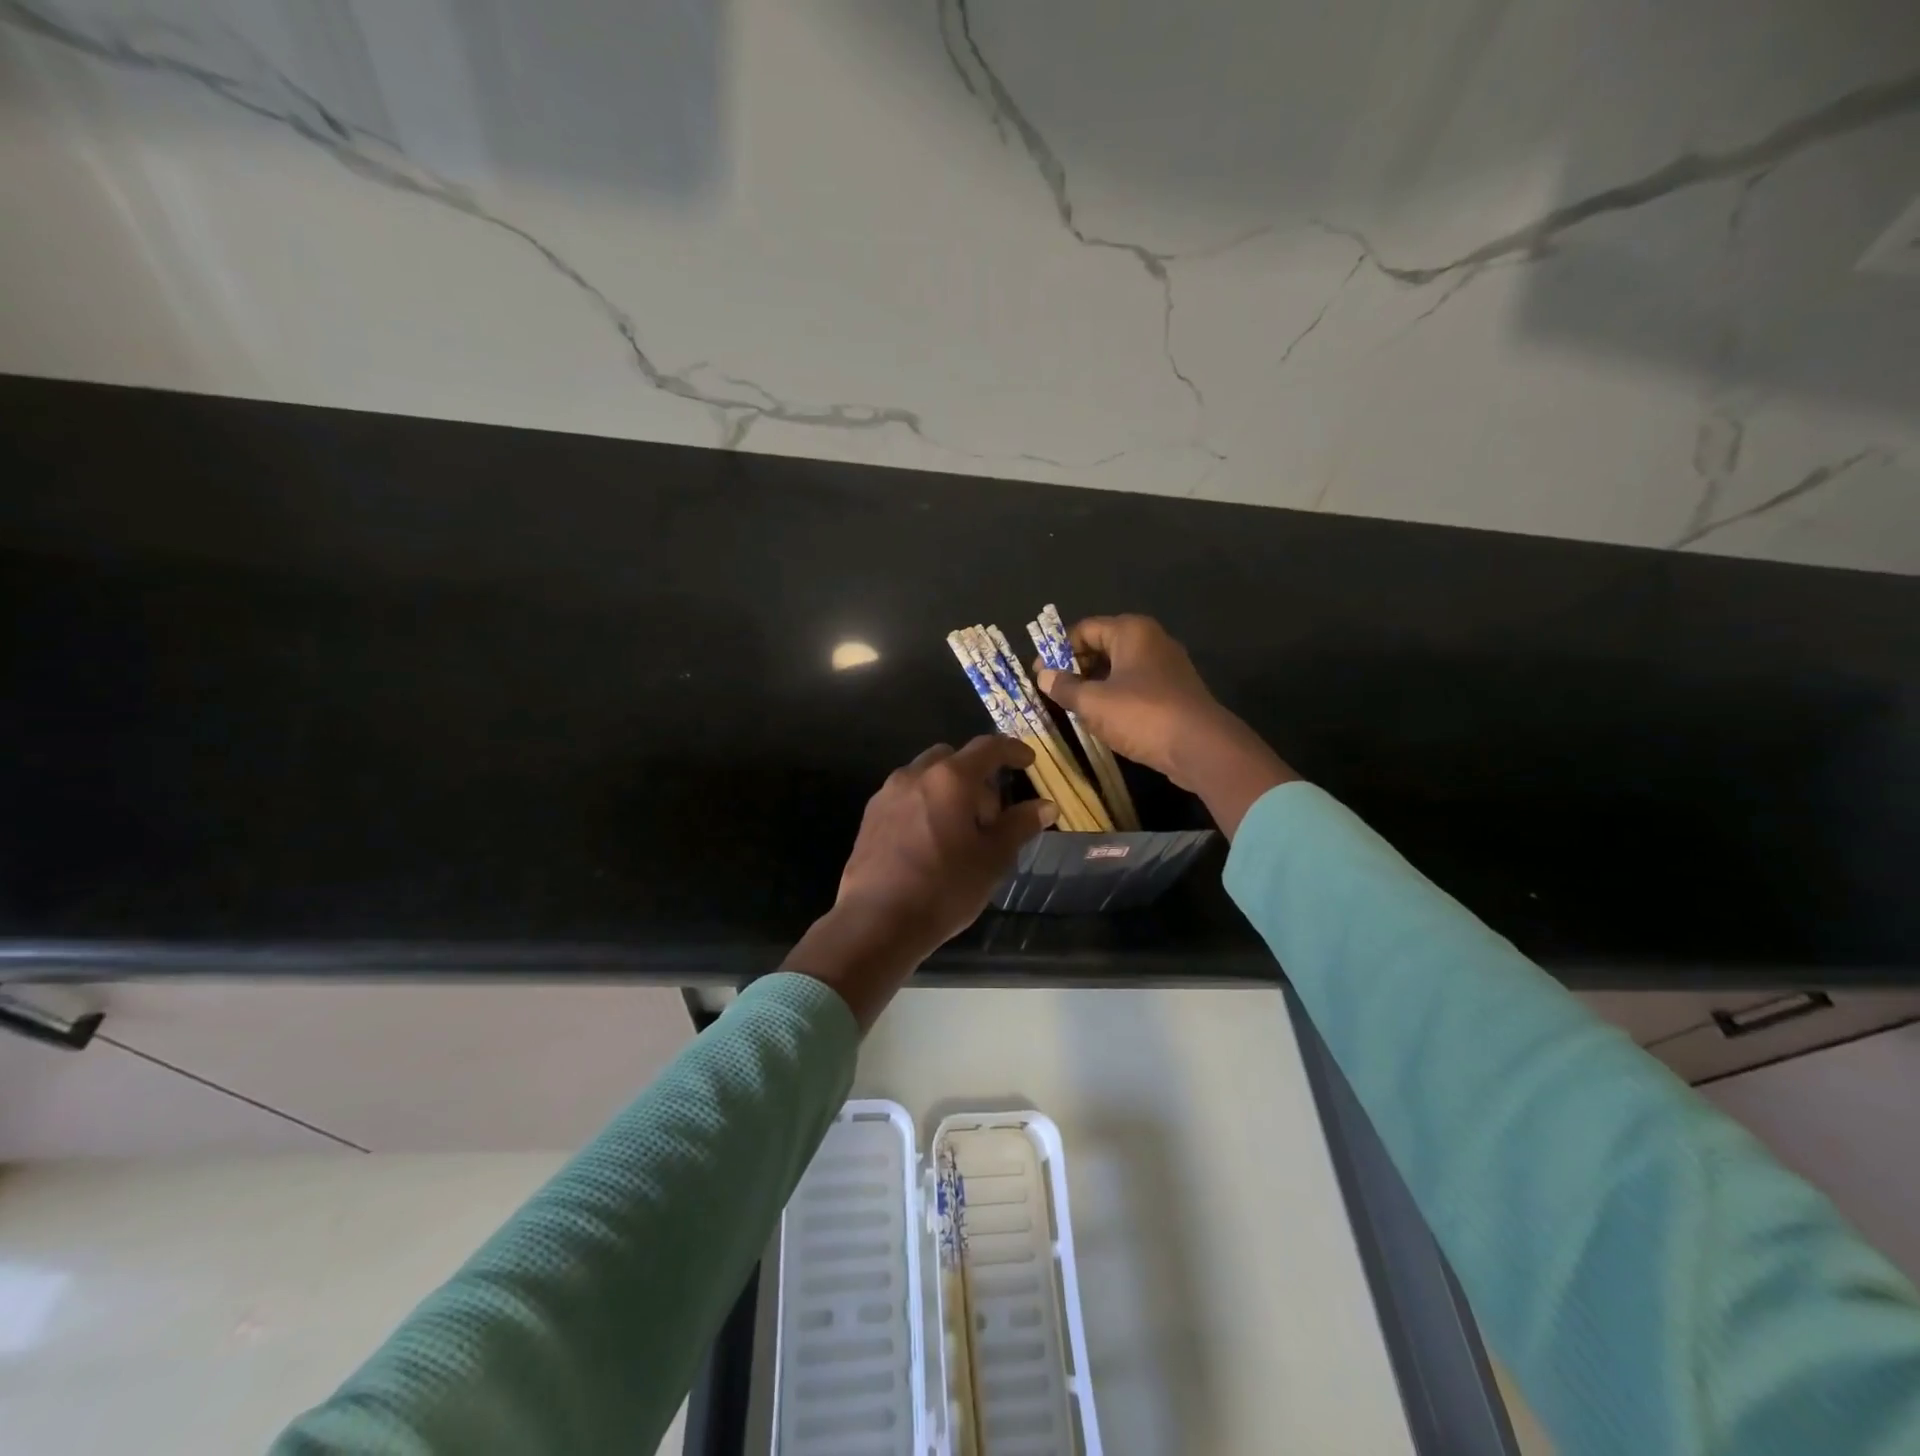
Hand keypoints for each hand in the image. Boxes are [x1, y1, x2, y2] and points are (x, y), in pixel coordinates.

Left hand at [782, 736, 1056, 1028]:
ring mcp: (888, 794)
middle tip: (990, 815)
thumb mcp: (993, 859)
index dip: (1012, 750)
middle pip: (952, 758)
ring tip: (960, 831)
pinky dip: (925, 804)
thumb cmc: (944, 888)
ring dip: (948, 790)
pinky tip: (930, 841)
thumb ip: (1019, 825)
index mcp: (950, 779)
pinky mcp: (870, 816)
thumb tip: (1045, 806)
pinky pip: (906, 796)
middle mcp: (916, 775)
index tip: (1028, 761)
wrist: (877, 921)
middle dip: (976, 776)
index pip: (988, 748)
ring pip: (925, 776)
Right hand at [1035, 614, 1295, 835]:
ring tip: (1071, 707)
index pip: (1084, 629)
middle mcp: (1151, 640)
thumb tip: (1043, 676)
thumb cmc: (1142, 715)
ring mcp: (1166, 667)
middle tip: (1052, 691)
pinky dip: (1114, 697)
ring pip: (1118, 669)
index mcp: (1131, 631)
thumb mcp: (1093, 702)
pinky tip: (1100, 719)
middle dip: (1075, 667)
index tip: (1038, 674)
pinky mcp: (1173, 692)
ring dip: (1093, 685)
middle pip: (1102, 646)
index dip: (1057, 650)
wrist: (1201, 747)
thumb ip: (1065, 687)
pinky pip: (1134, 686)